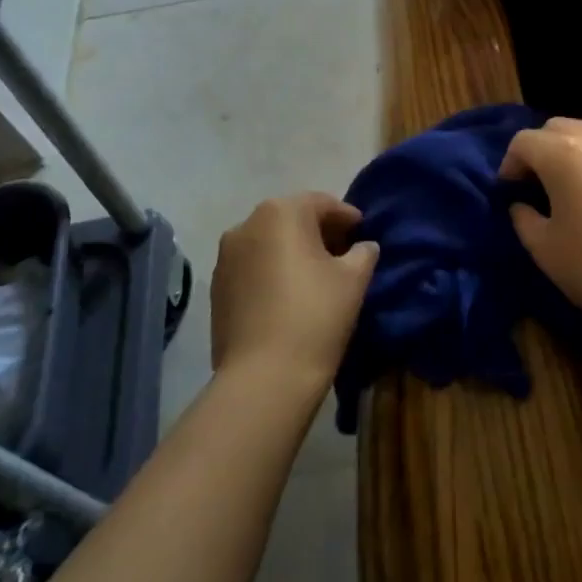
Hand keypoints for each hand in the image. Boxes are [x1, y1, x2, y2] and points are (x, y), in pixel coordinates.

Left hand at [211, 193, 378, 387]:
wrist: (264, 378)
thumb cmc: (316, 315)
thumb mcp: (354, 279)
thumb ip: (363, 252)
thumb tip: (363, 246)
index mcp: (281, 212)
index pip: (322, 203)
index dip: (348, 218)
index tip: (364, 236)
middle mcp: (247, 224)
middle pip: (292, 219)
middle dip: (319, 233)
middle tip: (344, 255)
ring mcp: (226, 257)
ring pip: (269, 243)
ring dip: (293, 252)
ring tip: (317, 278)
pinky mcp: (216, 288)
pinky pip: (252, 267)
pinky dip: (272, 272)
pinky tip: (289, 297)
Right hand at [501, 118, 581, 349]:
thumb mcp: (544, 249)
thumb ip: (523, 218)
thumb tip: (522, 205)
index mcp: (563, 153)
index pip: (524, 141)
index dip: (510, 164)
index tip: (509, 191)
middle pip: (557, 127)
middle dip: (540, 150)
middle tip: (536, 184)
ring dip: (571, 152)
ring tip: (570, 188)